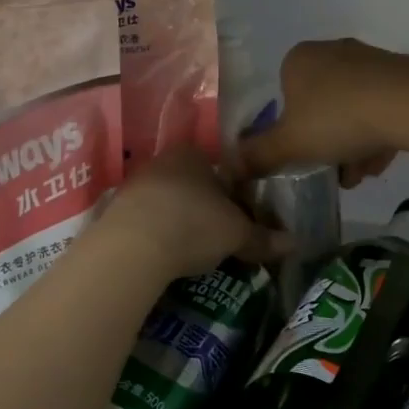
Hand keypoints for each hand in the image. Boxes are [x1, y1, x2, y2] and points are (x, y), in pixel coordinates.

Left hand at [106, 146, 289, 278]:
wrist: (132, 247)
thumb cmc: (193, 225)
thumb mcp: (237, 234)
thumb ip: (263, 237)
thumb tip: (294, 243)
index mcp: (193, 154)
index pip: (219, 168)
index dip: (232, 193)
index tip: (239, 218)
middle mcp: (162, 161)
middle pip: (191, 184)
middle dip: (204, 208)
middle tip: (218, 237)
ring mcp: (134, 184)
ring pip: (166, 201)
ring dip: (178, 221)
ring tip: (191, 251)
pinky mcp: (114, 210)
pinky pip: (144, 220)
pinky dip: (156, 234)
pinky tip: (163, 254)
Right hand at [237, 39, 408, 186]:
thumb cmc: (337, 118)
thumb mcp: (289, 144)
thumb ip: (258, 155)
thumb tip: (230, 166)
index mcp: (298, 59)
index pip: (283, 96)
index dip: (289, 131)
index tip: (301, 156)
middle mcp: (331, 51)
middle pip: (319, 106)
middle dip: (323, 142)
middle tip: (330, 171)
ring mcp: (369, 60)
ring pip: (351, 111)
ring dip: (351, 146)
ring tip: (358, 176)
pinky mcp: (401, 75)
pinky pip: (380, 109)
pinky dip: (376, 136)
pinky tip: (380, 163)